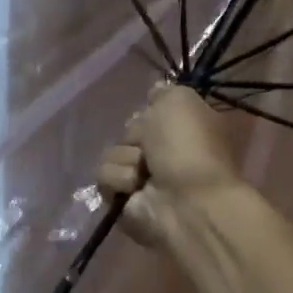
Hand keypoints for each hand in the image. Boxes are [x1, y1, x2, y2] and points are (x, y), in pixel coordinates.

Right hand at [97, 85, 240, 249]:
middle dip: (135, 135)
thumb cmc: (188, 147)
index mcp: (184, 131)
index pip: (152, 112)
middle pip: (129, 131)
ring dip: (126, 158)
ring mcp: (143, 180)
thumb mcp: (180, 101)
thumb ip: (163, 92)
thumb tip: (153, 91)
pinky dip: (118, 179)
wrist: (185, 201)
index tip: (153, 111)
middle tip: (150, 146)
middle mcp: (164, 154)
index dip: (150, 112)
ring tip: (144, 173)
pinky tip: (135, 187)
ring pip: (113, 153)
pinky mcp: (122, 201)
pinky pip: (104, 176)